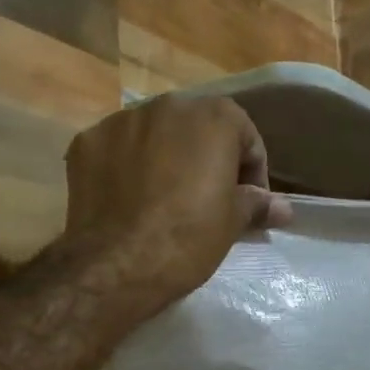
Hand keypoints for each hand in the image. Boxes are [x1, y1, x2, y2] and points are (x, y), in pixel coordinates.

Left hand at [62, 95, 290, 317]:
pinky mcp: (86, 141)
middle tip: (208, 197)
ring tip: (165, 197)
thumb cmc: (189, 237)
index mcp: (213, 116)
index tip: (249, 201)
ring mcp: (121, 120)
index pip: (244, 136)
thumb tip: (283, 207)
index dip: (252, 170)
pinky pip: (117, 148)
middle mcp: (167, 105)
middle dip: (206, 156)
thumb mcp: (233, 222)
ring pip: (154, 134)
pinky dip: (126, 165)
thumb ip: (257, 203)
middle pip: (197, 127)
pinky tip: (129, 198)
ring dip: (165, 156)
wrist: (116, 264)